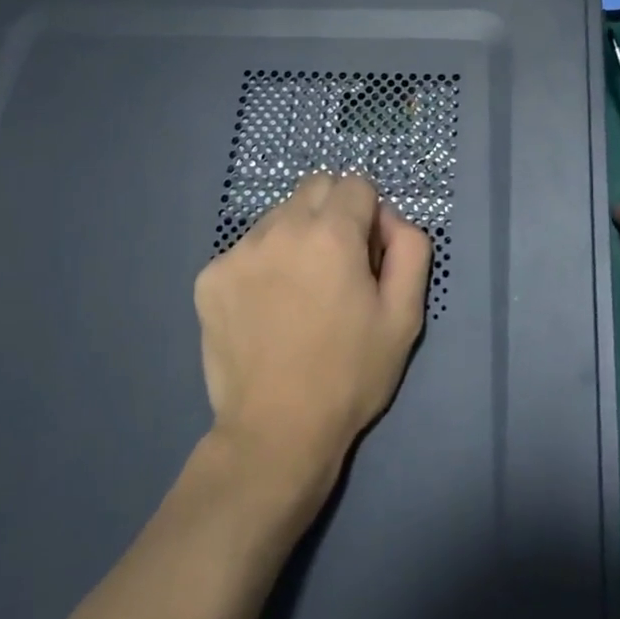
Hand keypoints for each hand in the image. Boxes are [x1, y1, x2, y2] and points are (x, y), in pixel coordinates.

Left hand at [193, 172, 431, 501]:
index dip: (369, 214)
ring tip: (298, 291)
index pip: (356, 184)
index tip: (367, 254)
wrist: (275, 434)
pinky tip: (267, 309)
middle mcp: (281, 228)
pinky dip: (262, 264)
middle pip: (315, 187)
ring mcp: (239, 251)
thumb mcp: (405, 316)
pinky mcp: (209, 276)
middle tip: (336, 264)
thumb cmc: (349, 375)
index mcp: (332, 233)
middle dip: (333, 211)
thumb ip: (409, 248)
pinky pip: (246, 248)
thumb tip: (388, 218)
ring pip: (278, 215)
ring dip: (295, 235)